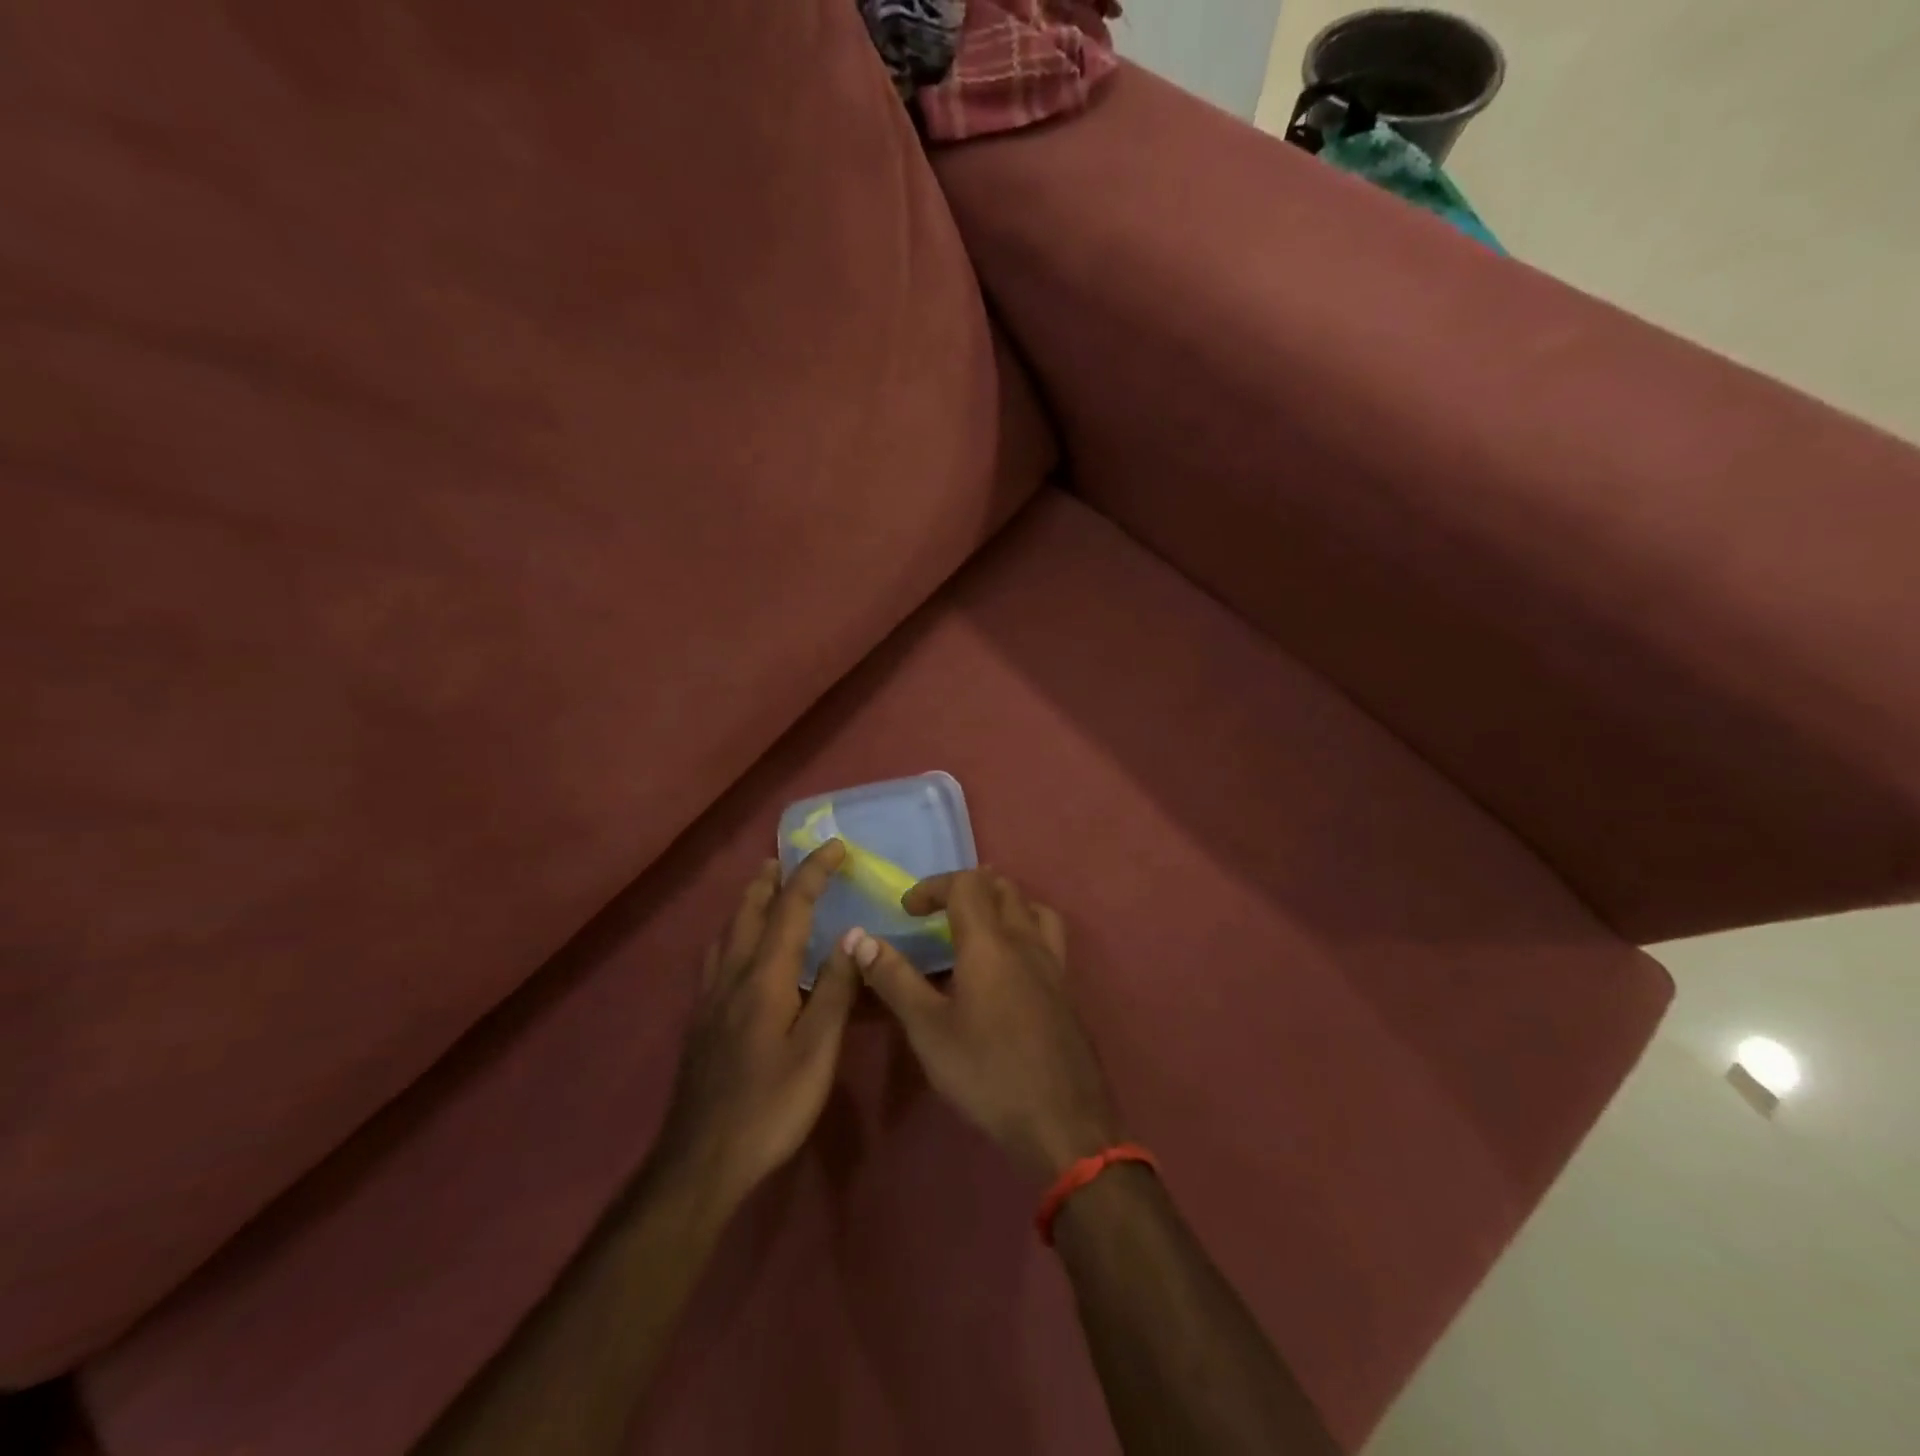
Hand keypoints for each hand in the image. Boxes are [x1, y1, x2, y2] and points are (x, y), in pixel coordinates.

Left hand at [650, 842, 858, 1214]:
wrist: (701, 1161)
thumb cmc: (770, 1106)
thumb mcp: (816, 1051)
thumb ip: (835, 990)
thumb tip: (854, 934)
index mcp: (764, 978)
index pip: (791, 908)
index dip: (813, 872)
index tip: (836, 846)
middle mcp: (732, 976)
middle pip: (748, 911)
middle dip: (771, 879)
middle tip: (788, 858)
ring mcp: (710, 998)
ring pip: (727, 932)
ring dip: (748, 902)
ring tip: (763, 890)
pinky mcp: (701, 1020)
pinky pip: (717, 956)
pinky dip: (733, 933)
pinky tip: (738, 951)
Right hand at [848, 868, 1121, 1183]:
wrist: (1062, 1122)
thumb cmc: (987, 1073)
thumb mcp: (929, 1030)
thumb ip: (895, 979)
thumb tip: (859, 938)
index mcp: (990, 943)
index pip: (966, 884)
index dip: (934, 886)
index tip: (908, 910)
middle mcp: (1026, 941)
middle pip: (1002, 887)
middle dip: (965, 888)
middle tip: (938, 914)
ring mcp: (1053, 964)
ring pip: (1031, 907)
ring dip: (1001, 903)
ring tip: (976, 929)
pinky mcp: (1066, 989)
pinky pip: (1047, 936)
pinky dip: (1023, 929)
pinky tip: (1008, 968)